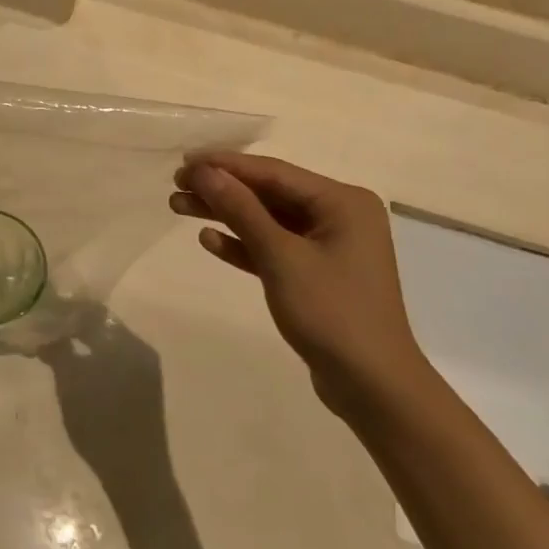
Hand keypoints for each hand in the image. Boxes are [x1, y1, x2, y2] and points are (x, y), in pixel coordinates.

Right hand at [171, 153, 429, 412]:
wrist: (372, 385)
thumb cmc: (331, 312)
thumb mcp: (281, 257)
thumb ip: (242, 210)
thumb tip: (205, 172)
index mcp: (342, 202)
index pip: (273, 172)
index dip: (226, 165)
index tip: (184, 162)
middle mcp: (338, 216)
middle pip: (268, 193)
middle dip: (221, 190)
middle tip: (176, 185)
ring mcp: (327, 246)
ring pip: (266, 220)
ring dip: (225, 215)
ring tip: (178, 206)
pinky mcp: (315, 274)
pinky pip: (273, 247)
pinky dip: (242, 244)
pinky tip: (209, 240)